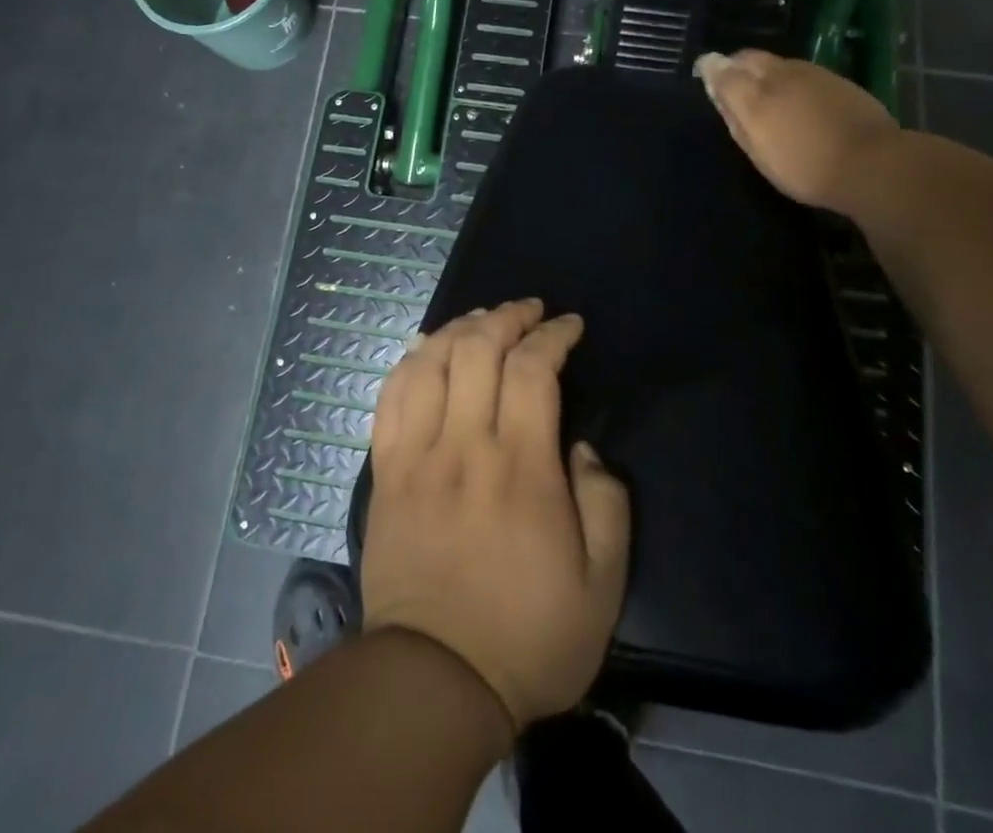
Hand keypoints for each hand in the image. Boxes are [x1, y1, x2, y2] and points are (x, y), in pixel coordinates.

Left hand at [361, 299, 630, 731]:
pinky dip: (411, 361)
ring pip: (430, 362)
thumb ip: (606, 505)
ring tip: (481, 320)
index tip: (569, 325)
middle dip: (507, 316)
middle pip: (477, 348)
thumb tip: (583, 450)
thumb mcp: (602, 587)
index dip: (552, 334)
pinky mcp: (386, 472)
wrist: (434, 682)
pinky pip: (390, 397)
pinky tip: (427, 350)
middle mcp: (465, 444)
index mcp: (521, 466)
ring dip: (459, 328)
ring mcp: (417, 455)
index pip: (533, 368)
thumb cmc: (527, 635)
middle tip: (528, 311)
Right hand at [694, 50, 899, 211]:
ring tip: (762, 91)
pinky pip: (799, 69)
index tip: (704, 74)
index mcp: (754, 95)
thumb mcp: (759, 152)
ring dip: (762, 70)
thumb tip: (717, 88)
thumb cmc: (806, 168)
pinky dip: (786, 77)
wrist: (872, 163)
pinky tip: (794, 96)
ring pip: (775, 62)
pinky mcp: (834, 78)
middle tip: (731, 82)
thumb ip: (735, 117)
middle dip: (735, 65)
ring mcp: (810, 73)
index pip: (721, 70)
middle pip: (748, 58)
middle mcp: (778, 75)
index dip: (710, 69)